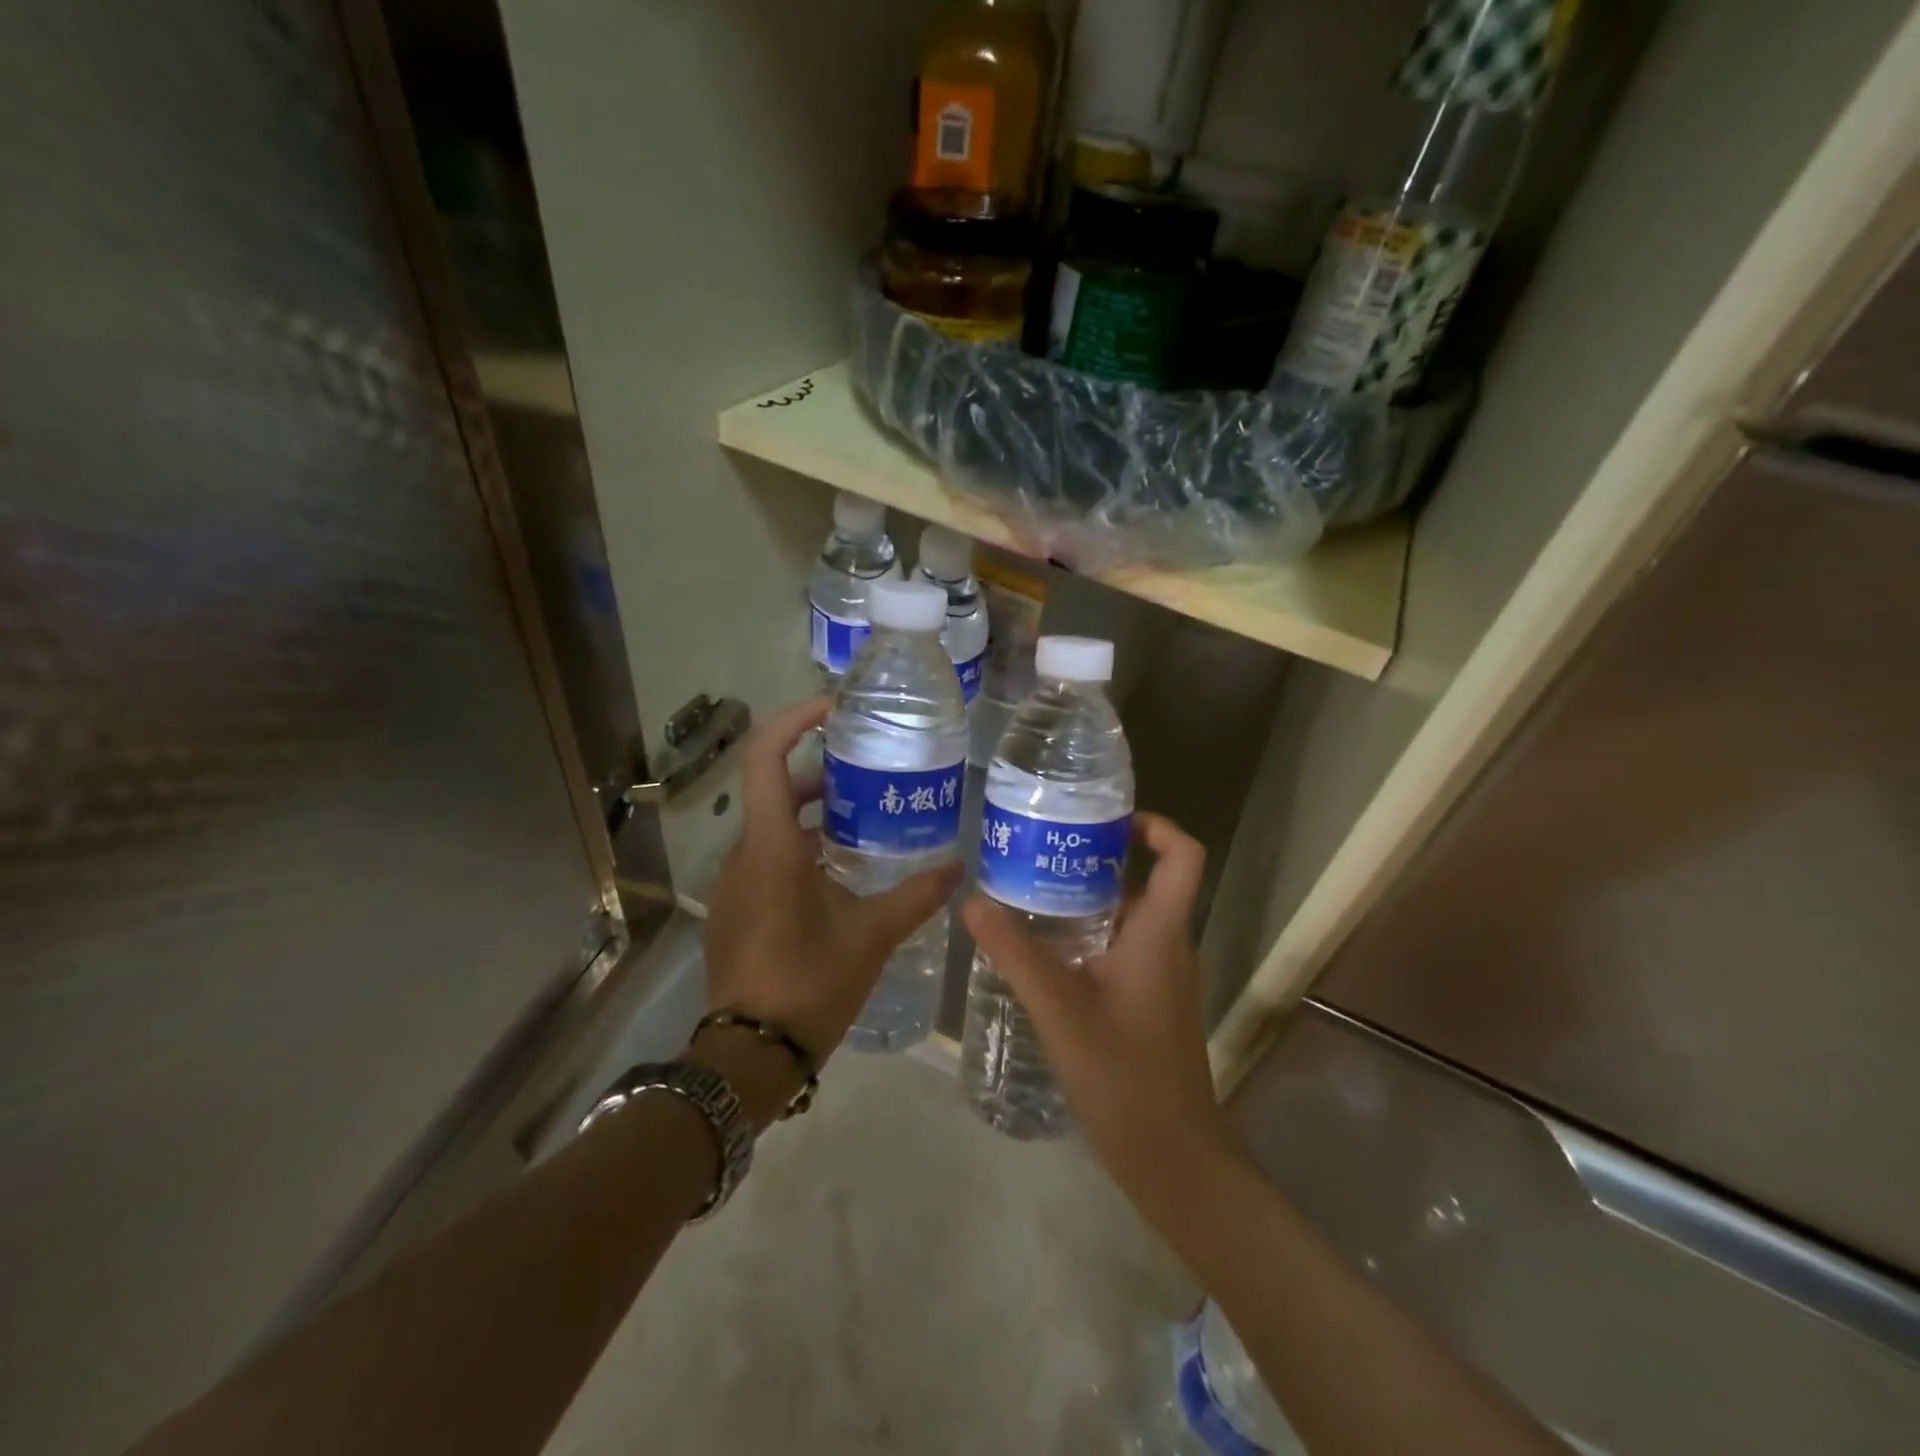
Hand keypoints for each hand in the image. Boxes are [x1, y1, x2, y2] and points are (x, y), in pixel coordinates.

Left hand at [695, 699, 960, 1122]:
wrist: (749, 1055)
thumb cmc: (808, 985)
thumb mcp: (870, 936)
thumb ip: (915, 896)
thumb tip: (957, 868)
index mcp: (771, 846)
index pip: (765, 756)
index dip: (795, 720)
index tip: (837, 710)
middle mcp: (745, 853)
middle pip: (775, 787)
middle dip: (821, 772)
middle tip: (872, 771)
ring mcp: (736, 882)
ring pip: (773, 825)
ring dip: (815, 814)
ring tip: (869, 818)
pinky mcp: (737, 907)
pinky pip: (769, 856)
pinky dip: (803, 846)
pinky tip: (844, 871)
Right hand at [961, 813, 1239, 1211]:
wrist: (1173, 1159)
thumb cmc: (1124, 1076)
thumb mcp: (1060, 1010)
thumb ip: (1016, 954)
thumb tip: (972, 902)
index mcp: (1160, 933)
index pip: (1183, 855)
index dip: (1154, 824)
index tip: (1103, 819)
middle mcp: (1168, 945)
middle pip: (1143, 880)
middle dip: (1094, 859)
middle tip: (1037, 851)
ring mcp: (1161, 976)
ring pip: (1127, 917)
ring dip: (1085, 900)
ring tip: (1028, 892)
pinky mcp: (1149, 1002)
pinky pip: (1121, 949)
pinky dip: (1086, 936)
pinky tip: (1042, 952)